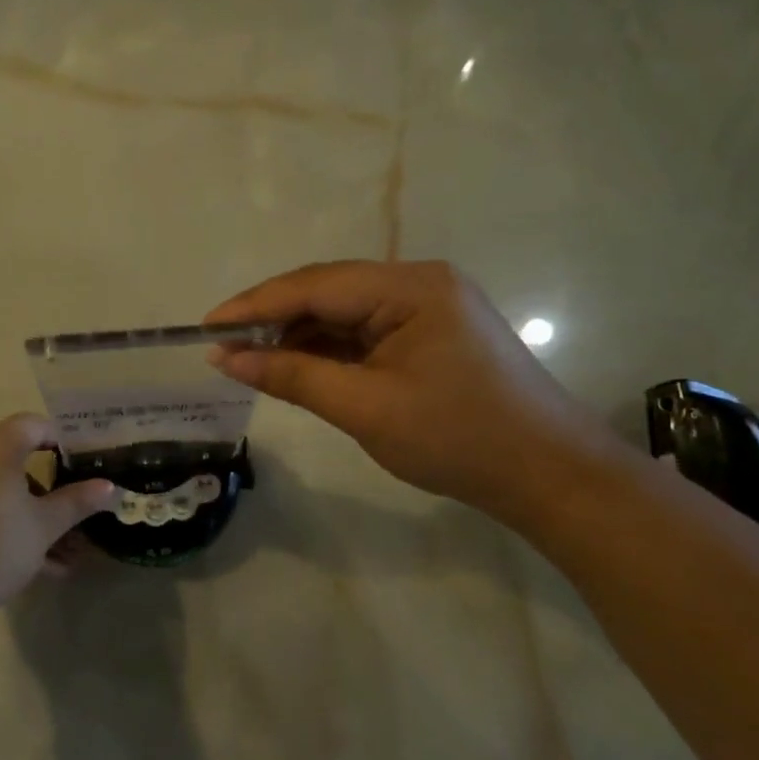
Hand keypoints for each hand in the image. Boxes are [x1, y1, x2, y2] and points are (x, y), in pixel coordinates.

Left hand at [0, 413, 116, 626]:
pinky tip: (40, 563)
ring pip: (1, 488)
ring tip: (65, 552)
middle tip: (77, 508)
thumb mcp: (45, 525)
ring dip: (33, 513)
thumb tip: (110, 487)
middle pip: (17, 457)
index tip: (84, 464)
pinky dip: (7, 522)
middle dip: (51, 487)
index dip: (62, 440)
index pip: (34, 424)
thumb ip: (77, 501)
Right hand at [206, 260, 617, 523]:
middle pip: (329, 290)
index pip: (316, 285)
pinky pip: (366, 331)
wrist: (551, 477)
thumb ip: (293, 376)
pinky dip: (329, 348)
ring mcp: (429, 306)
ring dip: (300, 334)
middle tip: (223, 346)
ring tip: (252, 359)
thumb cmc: (458, 440)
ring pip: (345, 311)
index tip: (207, 325)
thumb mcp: (365, 409)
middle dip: (274, 317)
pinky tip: (299, 365)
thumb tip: (227, 358)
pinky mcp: (432, 333)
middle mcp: (419, 282)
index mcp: (411, 287)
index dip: (256, 304)